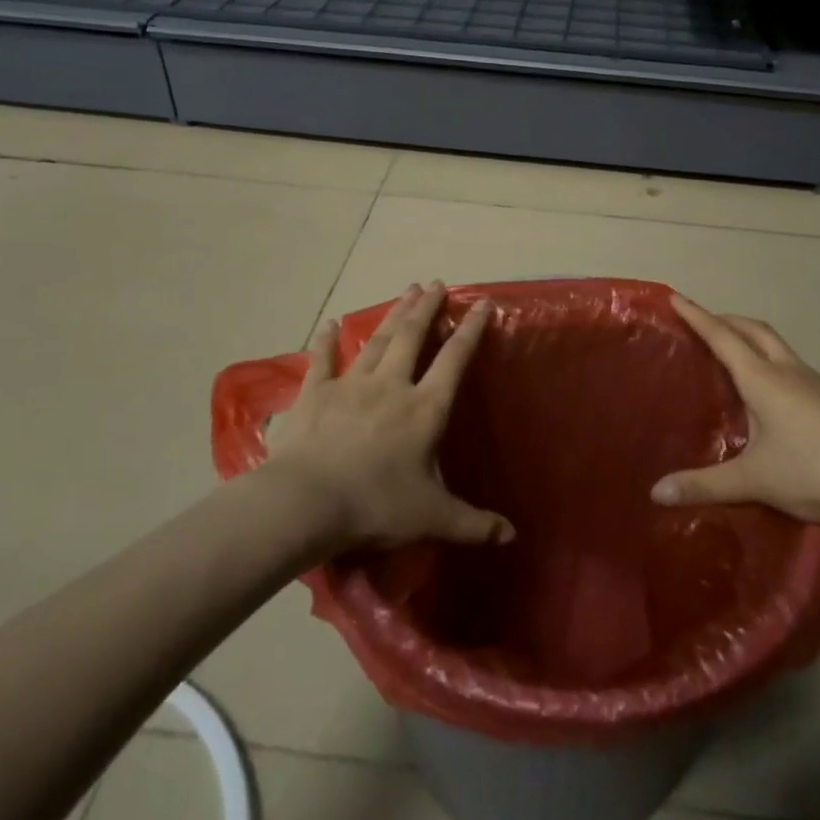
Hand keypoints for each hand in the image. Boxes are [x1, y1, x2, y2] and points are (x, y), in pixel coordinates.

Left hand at [263, 282, 515, 551]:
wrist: (307, 503)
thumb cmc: (376, 506)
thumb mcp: (433, 518)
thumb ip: (474, 524)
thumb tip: (513, 536)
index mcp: (424, 409)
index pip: (454, 360)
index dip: (470, 331)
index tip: (479, 304)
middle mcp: (391, 386)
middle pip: (412, 336)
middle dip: (426, 308)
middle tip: (434, 284)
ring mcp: (350, 385)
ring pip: (376, 340)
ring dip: (393, 314)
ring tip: (406, 292)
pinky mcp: (314, 393)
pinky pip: (322, 359)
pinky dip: (326, 341)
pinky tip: (329, 323)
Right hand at [651, 294, 819, 527]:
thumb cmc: (815, 472)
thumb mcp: (754, 481)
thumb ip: (705, 485)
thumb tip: (657, 492)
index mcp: (763, 380)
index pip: (722, 337)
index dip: (697, 316)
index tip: (676, 297)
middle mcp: (791, 371)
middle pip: (754, 330)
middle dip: (727, 321)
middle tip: (705, 324)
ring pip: (780, 349)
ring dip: (755, 343)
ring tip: (739, 362)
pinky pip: (800, 372)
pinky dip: (779, 370)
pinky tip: (782, 402)